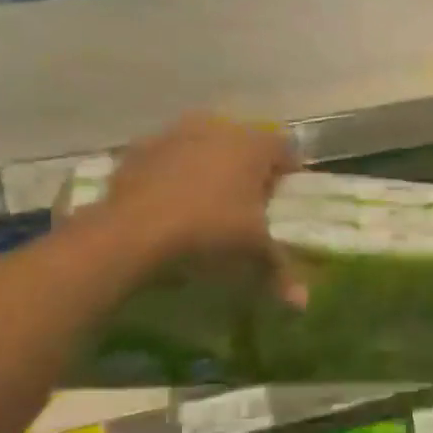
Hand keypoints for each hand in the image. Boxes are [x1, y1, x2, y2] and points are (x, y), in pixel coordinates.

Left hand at [102, 114, 303, 303]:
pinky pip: (167, 158)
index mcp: (255, 146)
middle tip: (247, 201)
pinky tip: (168, 203)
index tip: (285, 197)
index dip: (289, 173)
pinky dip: (172, 174)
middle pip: (244, 143)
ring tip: (205, 202)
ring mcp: (176, 134)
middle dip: (248, 168)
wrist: (130, 233)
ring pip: (204, 145)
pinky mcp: (140, 148)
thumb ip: (280, 270)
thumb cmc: (209, 232)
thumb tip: (303, 303)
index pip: (286, 149)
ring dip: (208, 166)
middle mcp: (219, 129)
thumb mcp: (252, 253)